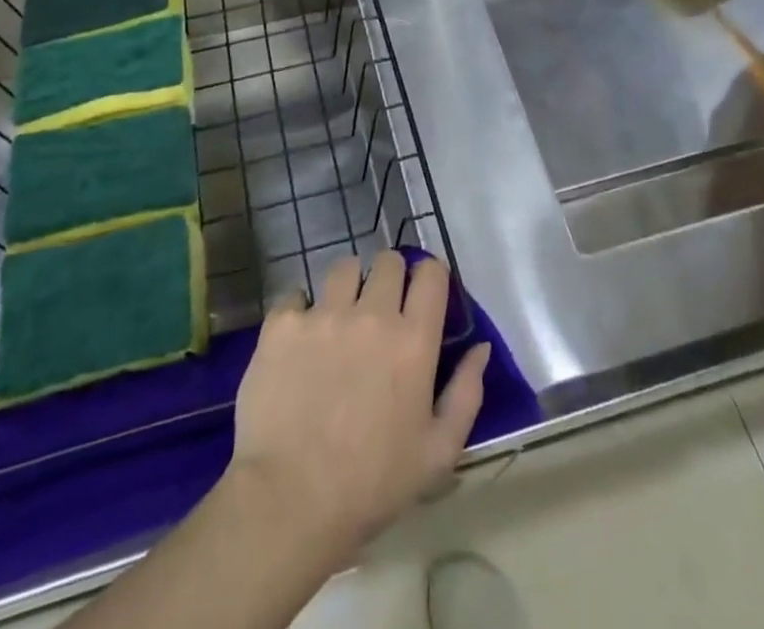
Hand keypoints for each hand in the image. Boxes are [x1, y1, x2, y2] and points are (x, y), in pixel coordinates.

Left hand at [226, 252, 489, 564]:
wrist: (290, 501)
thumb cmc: (373, 484)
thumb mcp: (438, 452)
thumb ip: (467, 393)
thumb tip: (480, 347)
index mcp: (413, 340)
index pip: (430, 274)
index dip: (429, 276)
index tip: (423, 293)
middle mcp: (372, 314)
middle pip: (387, 261)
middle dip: (390, 277)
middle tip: (382, 308)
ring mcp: (324, 314)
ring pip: (344, 268)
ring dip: (348, 286)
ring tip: (340, 317)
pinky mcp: (283, 325)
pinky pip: (295, 295)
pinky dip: (300, 311)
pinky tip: (299, 340)